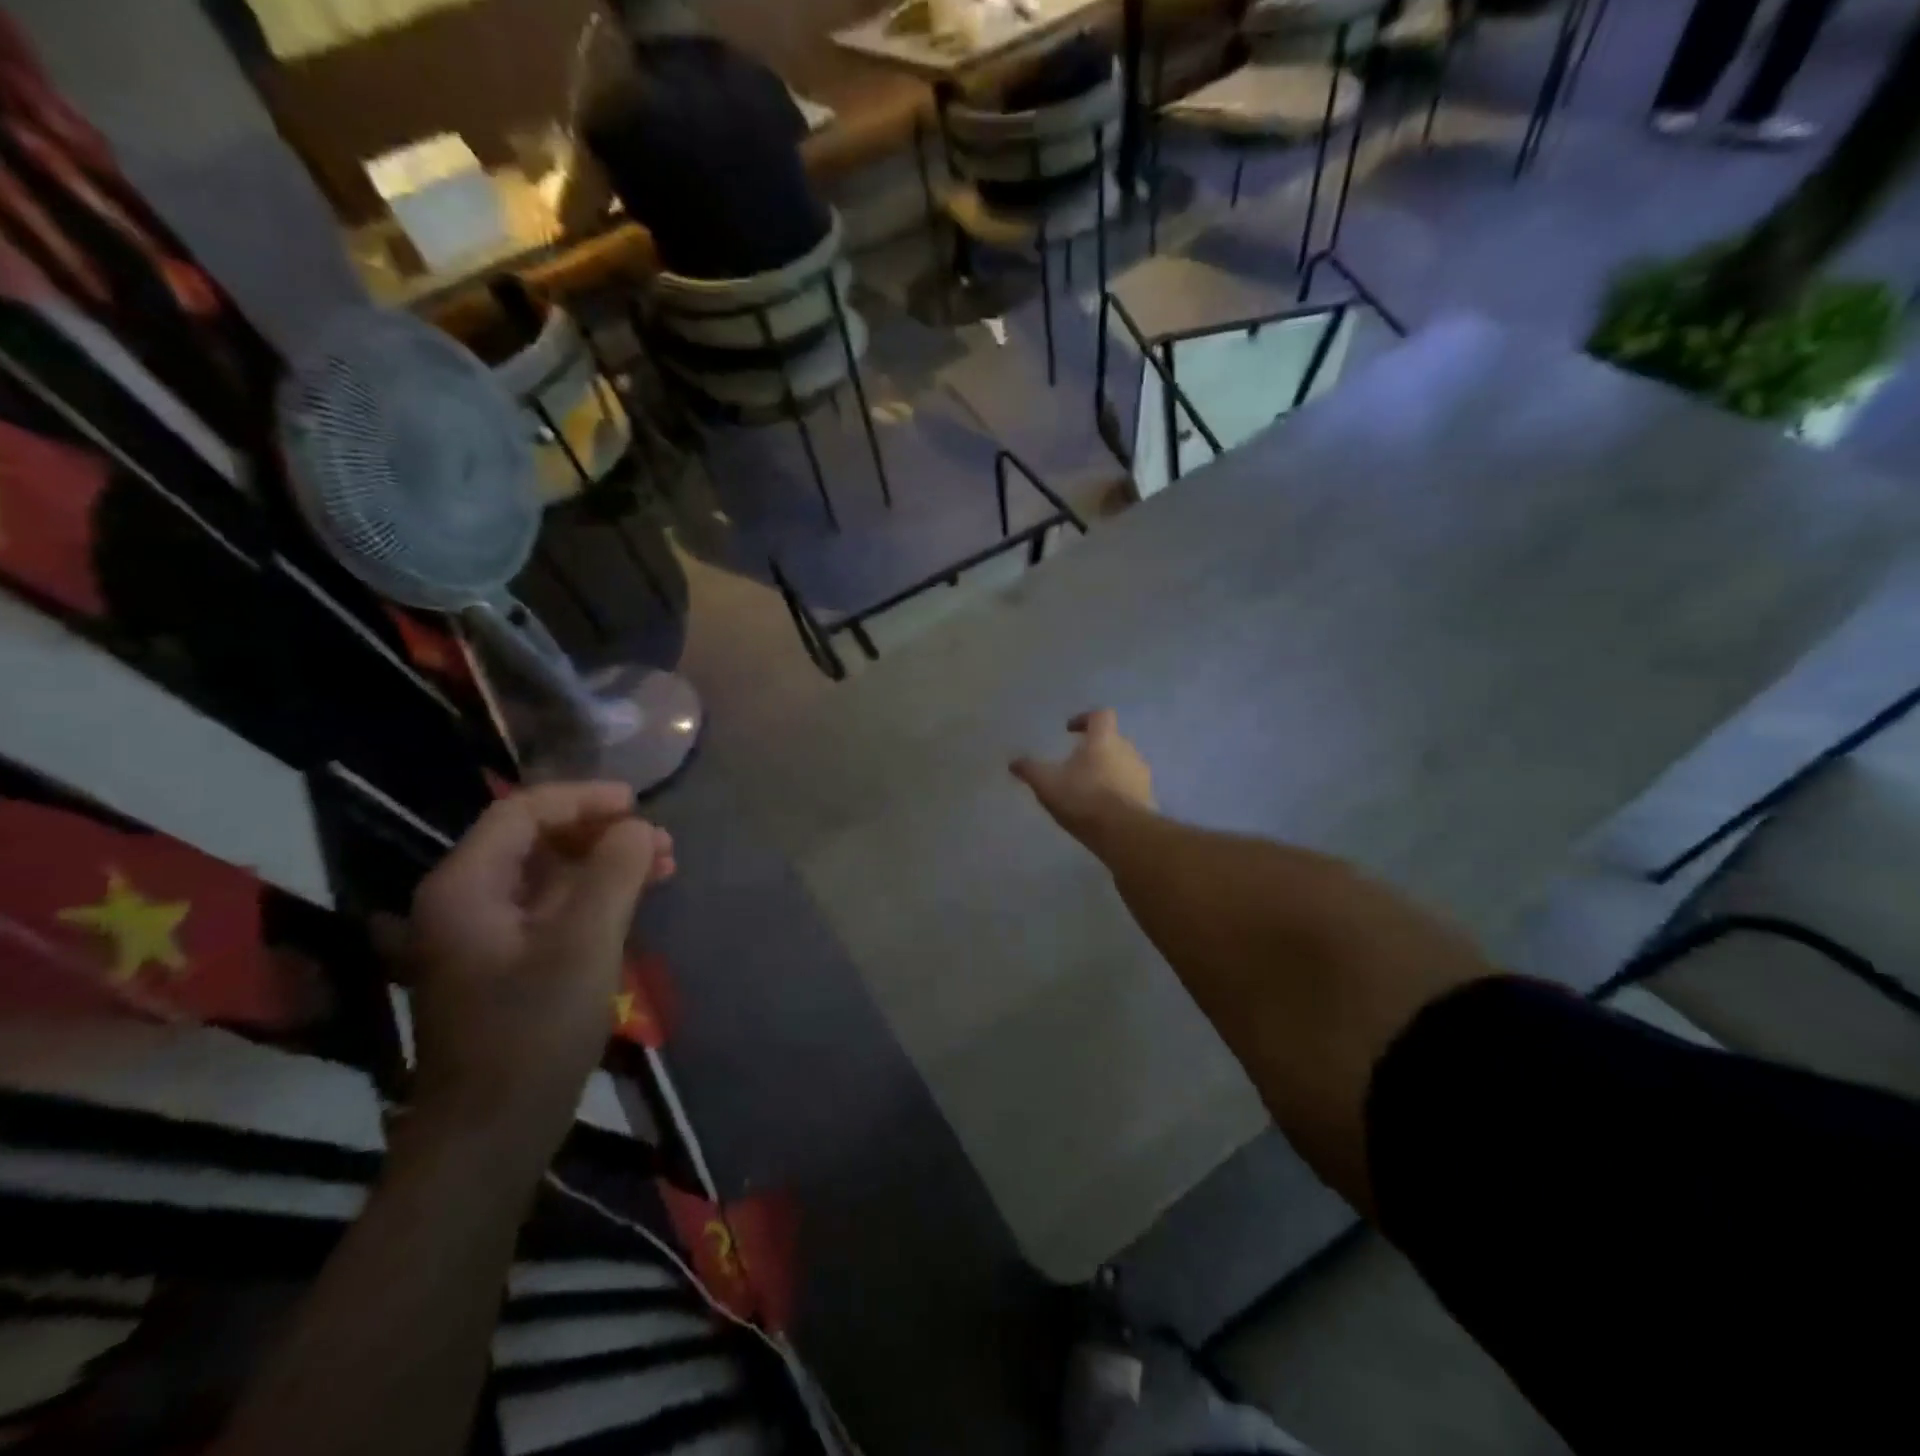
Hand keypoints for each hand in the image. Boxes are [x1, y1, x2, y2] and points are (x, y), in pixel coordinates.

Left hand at [396, 783, 675, 1144]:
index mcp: (465, 887)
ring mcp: (484, 934)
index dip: (583, 799)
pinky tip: (636, 901)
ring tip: (663, 867)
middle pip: (536, 839)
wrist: (491, 1134)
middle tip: (661, 843)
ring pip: (550, 873)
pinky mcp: (507, 962)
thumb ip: (615, 873)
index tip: (638, 805)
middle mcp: (465, 901)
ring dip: (606, 863)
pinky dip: (597, 895)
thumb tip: (638, 828)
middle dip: (602, 833)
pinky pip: (553, 907)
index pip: (522, 812)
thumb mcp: (585, 943)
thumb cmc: (534, 1031)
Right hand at [1010, 709, 1155, 847]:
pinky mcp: (1149, 798)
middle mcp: (1128, 750)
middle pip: (1113, 740)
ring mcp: (1142, 775)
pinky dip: (1117, 791)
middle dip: (1095, 748)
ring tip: (1089, 788)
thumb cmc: (1083, 798)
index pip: (1100, 715)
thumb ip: (1030, 770)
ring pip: (1123, 763)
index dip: (1084, 718)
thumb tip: (1013, 762)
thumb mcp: (1047, 784)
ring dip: (1108, 770)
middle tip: (1076, 763)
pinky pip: (1131, 787)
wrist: (1123, 833)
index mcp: (1104, 739)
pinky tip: (1103, 808)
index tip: (1070, 730)